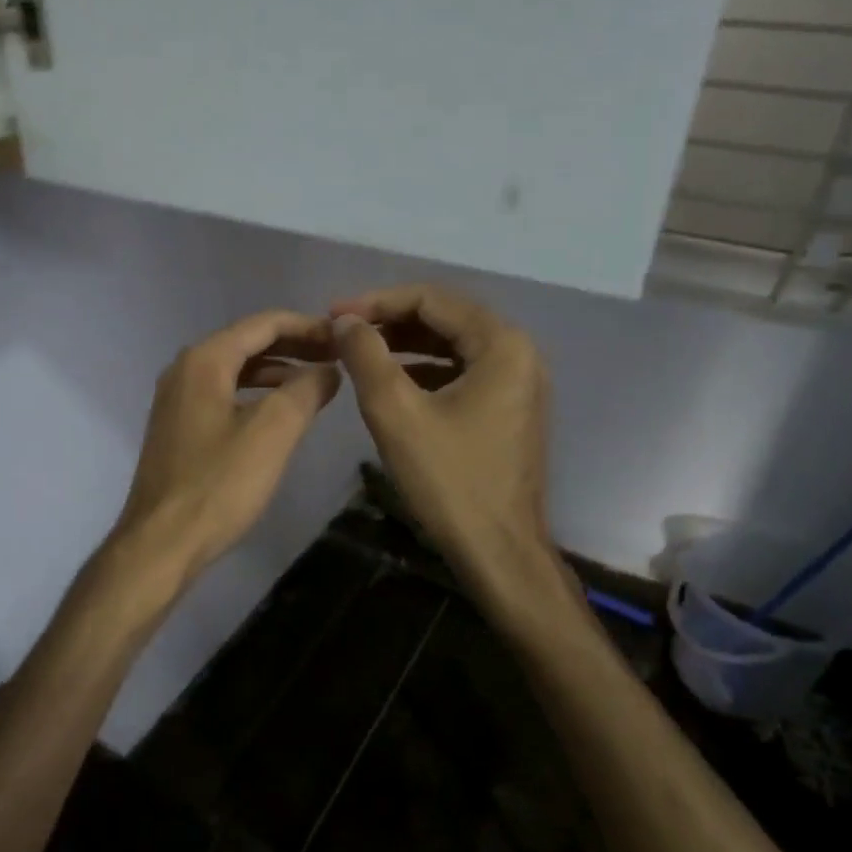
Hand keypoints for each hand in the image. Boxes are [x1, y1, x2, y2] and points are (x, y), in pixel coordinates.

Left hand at [111, 310, 341, 587]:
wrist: (161, 543)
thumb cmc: (218, 484)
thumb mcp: (272, 432)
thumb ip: (305, 390)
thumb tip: (328, 369)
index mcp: (204, 361)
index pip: (263, 324)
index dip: (308, 326)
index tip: (344, 339)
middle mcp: (184, 370)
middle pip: (247, 342)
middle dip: (294, 347)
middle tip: (336, 358)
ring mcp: (177, 400)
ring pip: (235, 370)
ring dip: (277, 372)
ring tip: (317, 384)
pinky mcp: (178, 428)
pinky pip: (223, 395)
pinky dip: (256, 394)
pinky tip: (279, 414)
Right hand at [330, 285, 553, 589]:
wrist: (499, 551)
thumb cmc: (449, 480)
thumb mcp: (396, 413)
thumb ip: (367, 356)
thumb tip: (345, 321)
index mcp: (501, 344)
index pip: (431, 299)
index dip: (377, 301)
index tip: (333, 314)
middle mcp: (519, 353)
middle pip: (445, 318)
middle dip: (390, 321)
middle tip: (343, 331)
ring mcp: (519, 382)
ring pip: (453, 346)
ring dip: (406, 345)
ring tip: (359, 352)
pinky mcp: (510, 409)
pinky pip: (463, 373)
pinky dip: (425, 371)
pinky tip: (391, 382)